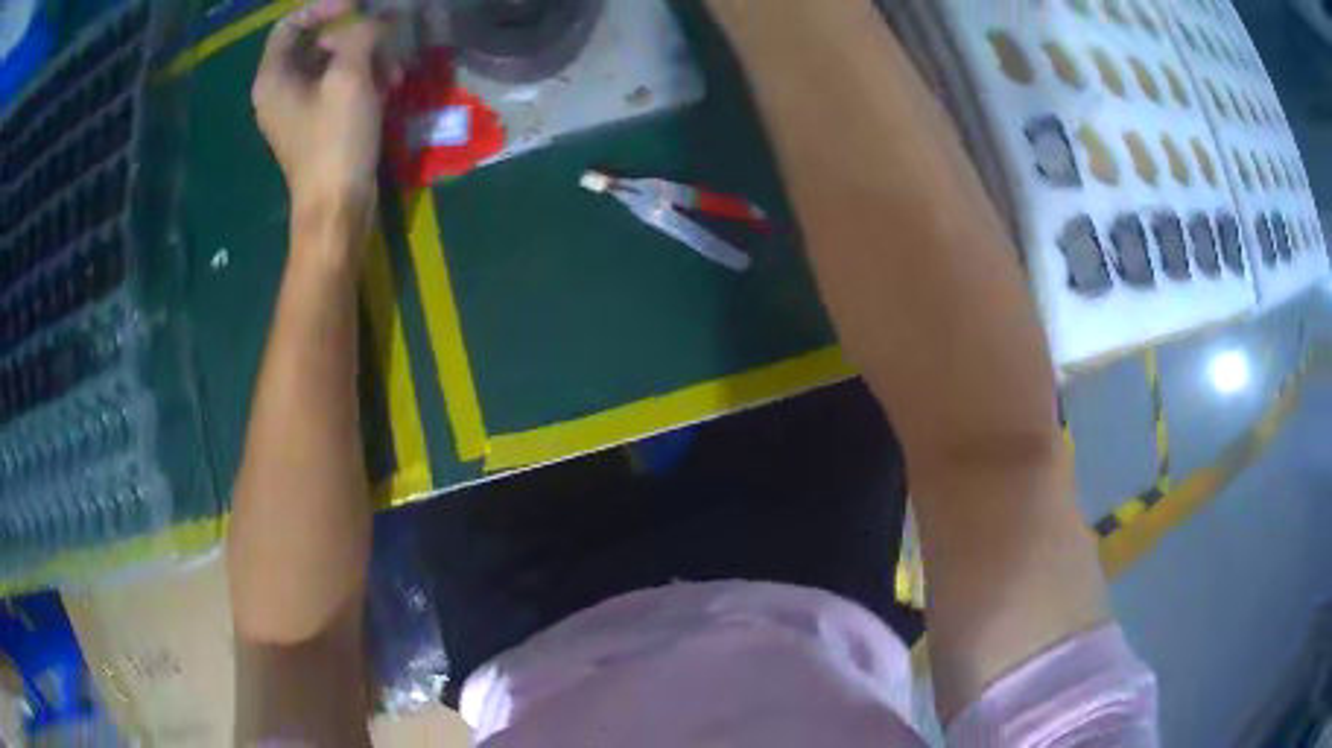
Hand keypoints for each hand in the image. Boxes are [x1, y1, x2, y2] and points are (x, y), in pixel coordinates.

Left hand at [253, 1, 394, 223]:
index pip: (291, 25)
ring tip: (395, 72)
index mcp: (274, 78)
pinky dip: (364, 80)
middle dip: (356, 37)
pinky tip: (390, 87)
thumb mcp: (350, 78)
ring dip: (367, 59)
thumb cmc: (335, 141)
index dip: (324, 8)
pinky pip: (338, 88)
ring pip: (333, 65)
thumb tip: (375, 19)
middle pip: (317, 43)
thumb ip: (362, 35)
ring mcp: (298, 110)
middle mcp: (280, 91)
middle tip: (388, 43)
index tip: (358, 7)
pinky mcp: (317, 126)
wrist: (337, 209)